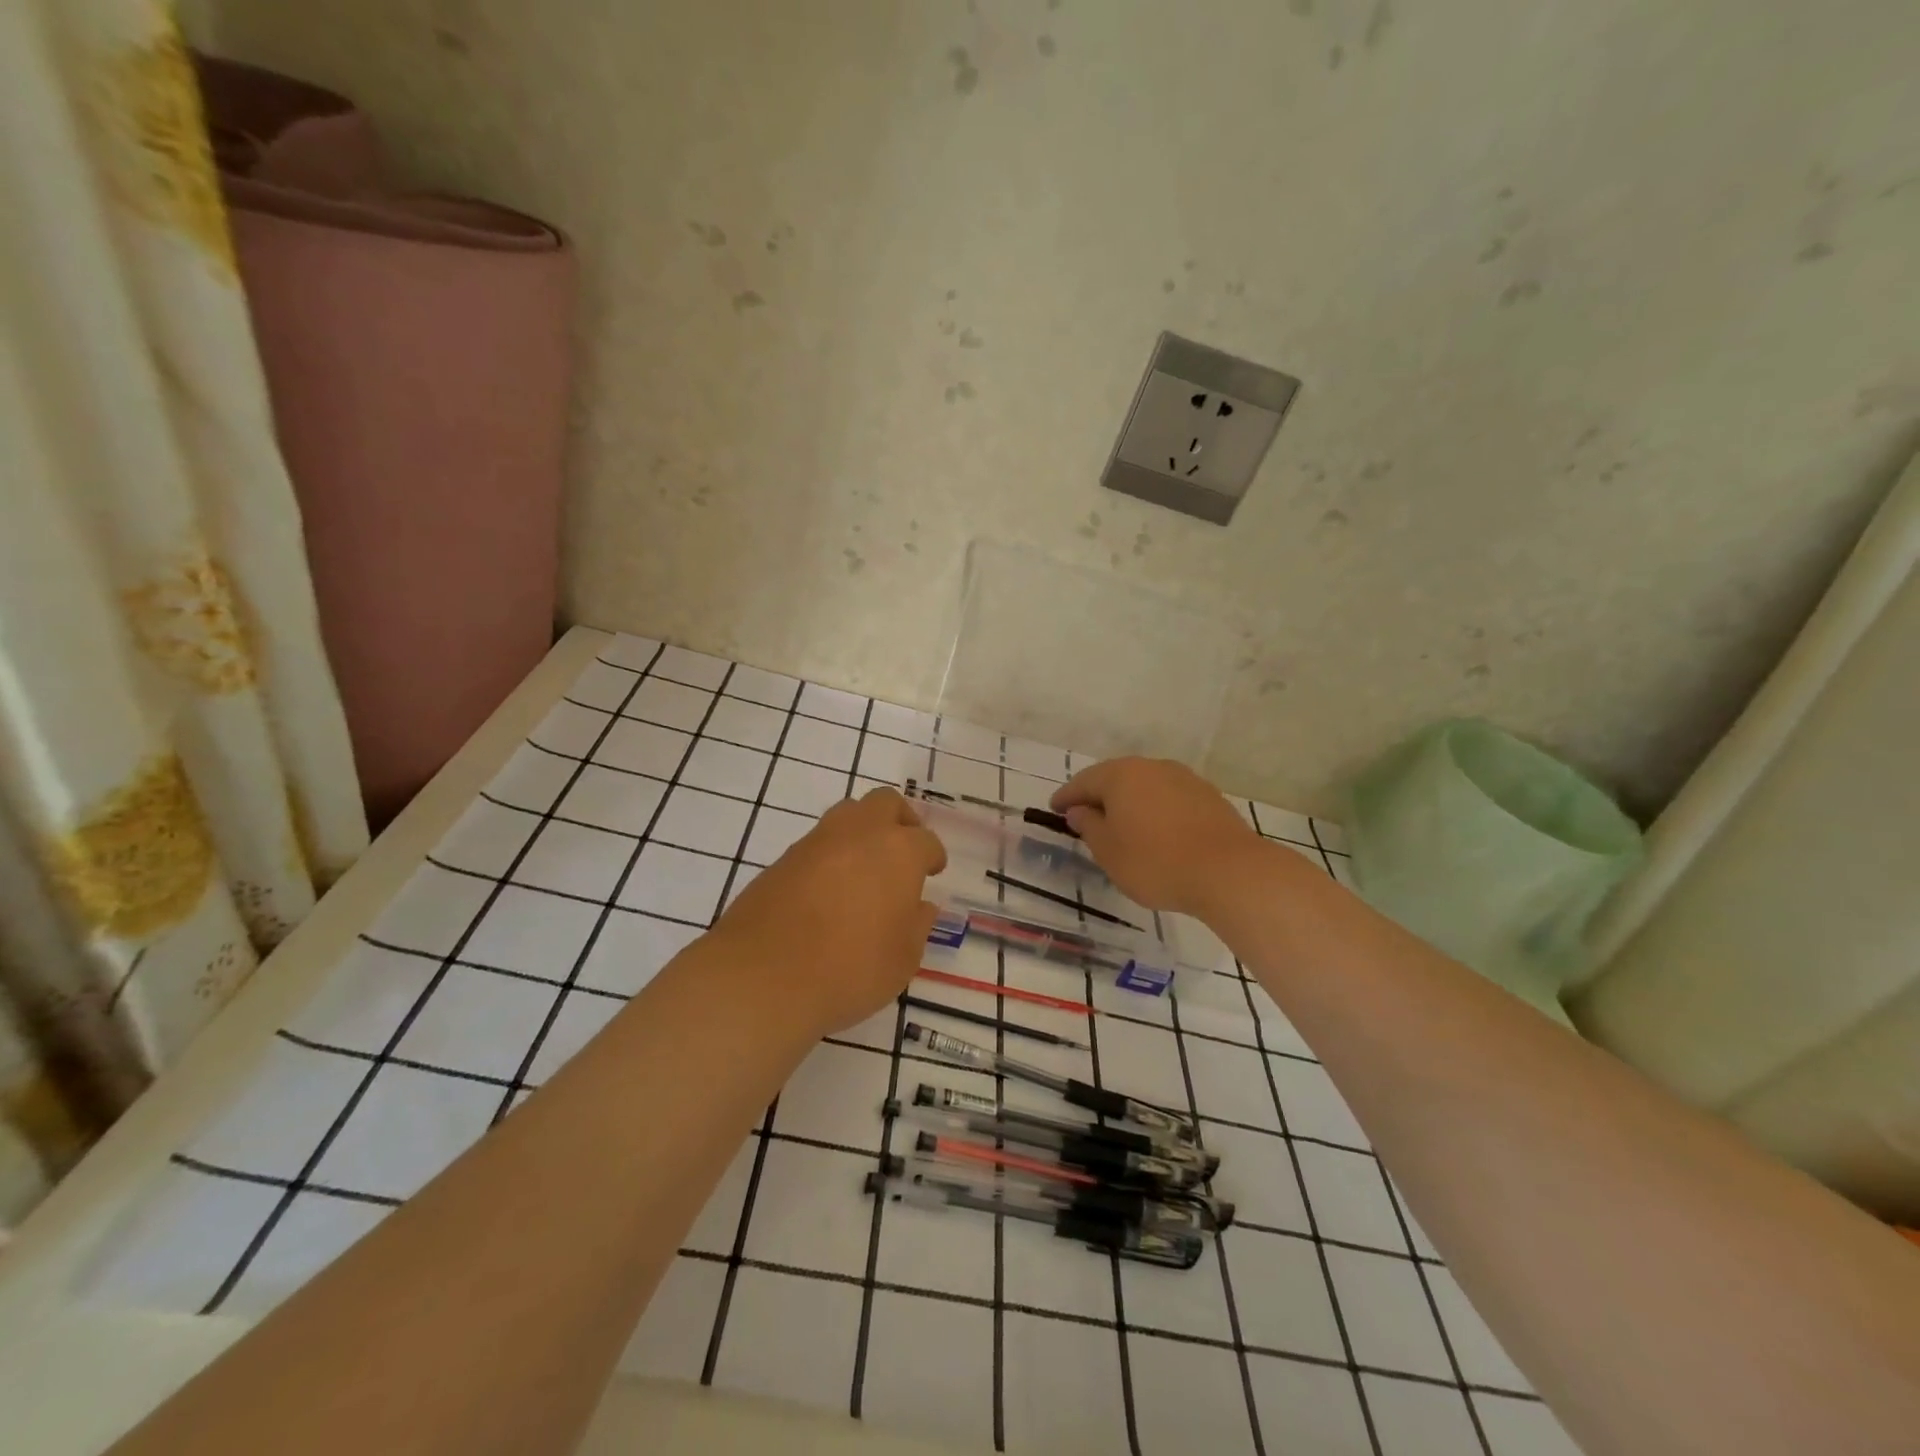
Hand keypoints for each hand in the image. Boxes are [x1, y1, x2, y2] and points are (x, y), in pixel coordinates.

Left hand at [708, 787, 946, 1037]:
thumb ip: (917, 926)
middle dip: (900, 820)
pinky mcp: (783, 859)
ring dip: (863, 831)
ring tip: (866, 868)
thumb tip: (920, 906)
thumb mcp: (902, 959)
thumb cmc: (850, 969)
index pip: (926, 841)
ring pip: (848, 814)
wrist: (763, 976)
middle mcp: (859, 834)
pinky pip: (817, 843)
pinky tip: (830, 889)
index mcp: (898, 851)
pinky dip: (831, 855)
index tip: (933, 871)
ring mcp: (817, 842)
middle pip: (885, 803)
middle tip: (904, 849)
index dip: (933, 856)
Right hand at [1051, 757, 1259, 916]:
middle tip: (1084, 817)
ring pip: (1145, 787)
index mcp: (1121, 775)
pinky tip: (1155, 832)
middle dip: (1098, 796)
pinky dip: (1154, 810)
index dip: (1066, 797)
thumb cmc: (1155, 862)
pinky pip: (1169, 798)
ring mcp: (1184, 779)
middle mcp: (1152, 767)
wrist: (1229, 872)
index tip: (1053, 809)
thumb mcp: (1108, 851)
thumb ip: (1089, 826)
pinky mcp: (1208, 797)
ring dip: (1129, 803)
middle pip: (1115, 778)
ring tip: (1121, 826)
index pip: (1083, 782)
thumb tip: (1079, 810)